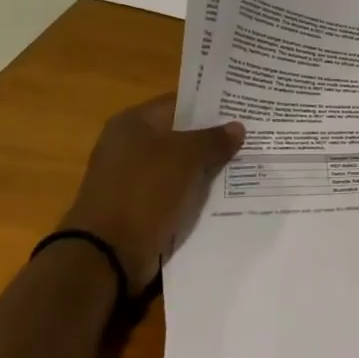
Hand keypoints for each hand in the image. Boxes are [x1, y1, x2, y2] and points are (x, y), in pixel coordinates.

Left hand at [59, 96, 244, 290]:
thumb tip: (237, 127)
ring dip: (207, 167)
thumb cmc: (145, 191)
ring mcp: (132, 178)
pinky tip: (226, 193)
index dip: (212, 104)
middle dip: (213, 138)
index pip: (180, 102)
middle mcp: (129, 145)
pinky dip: (195, 192)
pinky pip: (175, 191)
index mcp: (133, 122)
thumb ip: (214, 139)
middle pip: (181, 134)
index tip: (243, 108)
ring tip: (246, 163)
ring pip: (180, 165)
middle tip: (251, 136)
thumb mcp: (187, 158)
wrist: (107, 255)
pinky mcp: (138, 207)